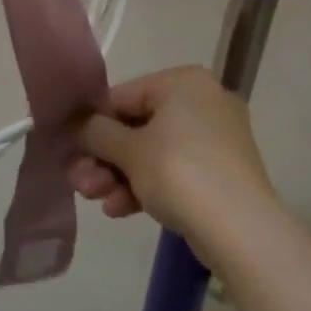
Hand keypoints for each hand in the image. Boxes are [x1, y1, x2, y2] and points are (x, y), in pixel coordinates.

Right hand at [70, 66, 277, 256]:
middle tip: (80, 183)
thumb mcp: (130, 150)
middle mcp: (204, 100)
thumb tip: (78, 124)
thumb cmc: (180, 173)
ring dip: (120, 175)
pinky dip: (147, 185)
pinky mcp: (221, 171)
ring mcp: (216, 137)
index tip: (70, 149)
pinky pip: (175, 169)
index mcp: (185, 82)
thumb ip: (97, 132)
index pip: (125, 94)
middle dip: (105, 157)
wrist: (240, 229)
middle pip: (139, 125)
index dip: (94, 123)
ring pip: (154, 151)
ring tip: (95, 200)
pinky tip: (120, 210)